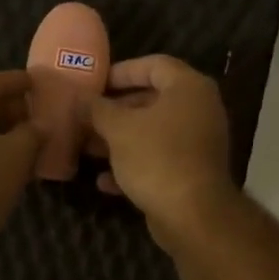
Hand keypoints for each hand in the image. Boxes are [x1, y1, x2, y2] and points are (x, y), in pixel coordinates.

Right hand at [85, 55, 235, 242]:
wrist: (192, 214)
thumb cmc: (157, 158)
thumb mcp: (118, 129)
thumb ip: (97, 109)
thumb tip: (79, 98)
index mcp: (188, 88)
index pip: (154, 64)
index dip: (121, 71)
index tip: (95, 83)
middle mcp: (199, 110)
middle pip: (152, 100)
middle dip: (115, 110)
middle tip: (86, 116)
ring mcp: (197, 142)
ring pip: (152, 132)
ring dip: (120, 139)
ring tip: (88, 148)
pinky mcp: (192, 172)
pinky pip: (158, 159)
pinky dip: (133, 165)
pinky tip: (104, 181)